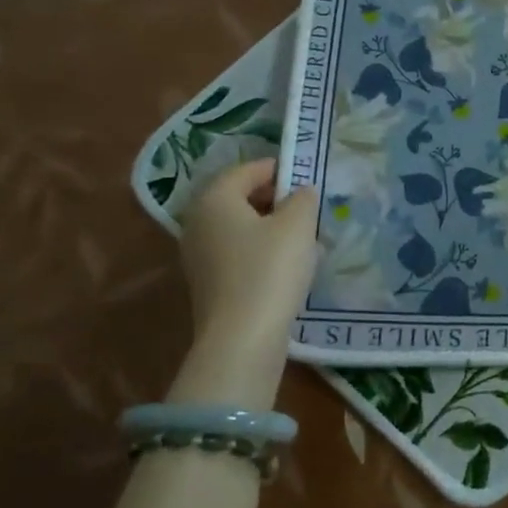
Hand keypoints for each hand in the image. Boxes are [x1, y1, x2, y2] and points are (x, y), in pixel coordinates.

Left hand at [179, 160, 319, 359]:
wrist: (243, 338)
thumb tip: (301, 192)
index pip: (247, 170)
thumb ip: (303, 198)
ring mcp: (199, 255)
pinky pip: (238, 251)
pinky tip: (287, 263)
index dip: (280, 168)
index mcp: (214, 199)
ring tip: (304, 235)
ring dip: (271, 225)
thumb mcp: (298, 224)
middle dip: (276, 197)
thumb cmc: (270, 269)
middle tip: (308, 206)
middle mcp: (198, 222)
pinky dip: (262, 249)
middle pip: (240, 197)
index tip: (309, 177)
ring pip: (240, 226)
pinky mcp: (209, 282)